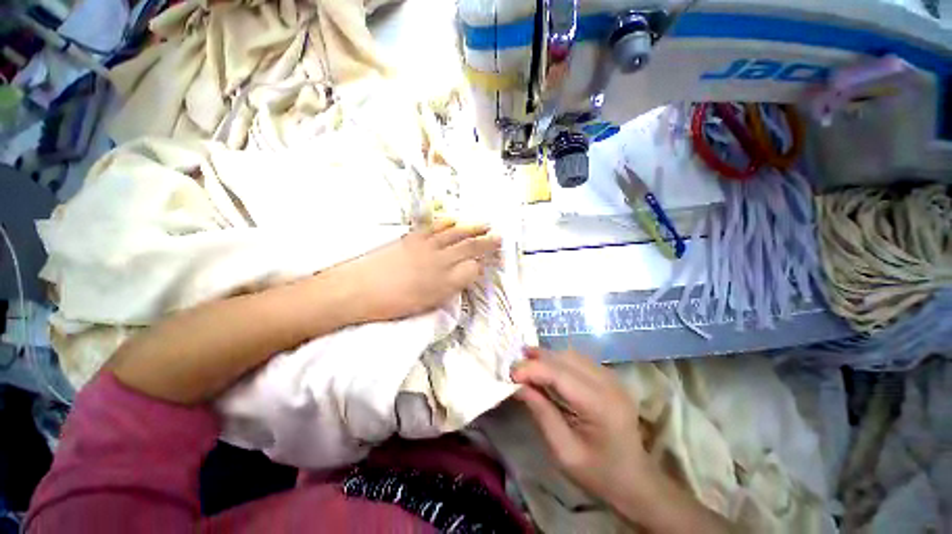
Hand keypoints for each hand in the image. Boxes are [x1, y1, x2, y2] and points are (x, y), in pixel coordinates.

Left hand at [343, 220, 500, 321]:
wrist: (356, 289)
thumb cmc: (391, 305)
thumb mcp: (426, 304)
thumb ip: (448, 289)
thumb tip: (461, 278)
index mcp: (444, 282)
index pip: (472, 269)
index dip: (483, 265)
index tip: (489, 263)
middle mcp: (440, 261)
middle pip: (469, 248)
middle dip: (487, 242)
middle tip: (500, 237)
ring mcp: (426, 246)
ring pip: (455, 234)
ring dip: (472, 228)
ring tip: (485, 224)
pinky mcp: (412, 238)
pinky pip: (435, 227)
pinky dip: (447, 223)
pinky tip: (454, 220)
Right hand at [510, 349, 648, 507]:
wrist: (636, 480)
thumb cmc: (599, 474)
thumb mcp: (564, 452)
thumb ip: (541, 413)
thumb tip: (518, 385)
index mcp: (600, 405)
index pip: (559, 374)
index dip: (532, 369)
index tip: (510, 374)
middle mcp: (609, 384)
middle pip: (565, 359)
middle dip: (536, 359)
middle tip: (514, 367)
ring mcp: (612, 378)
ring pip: (571, 355)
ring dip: (547, 357)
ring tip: (526, 363)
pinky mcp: (610, 377)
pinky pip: (578, 360)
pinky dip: (558, 360)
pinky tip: (546, 368)